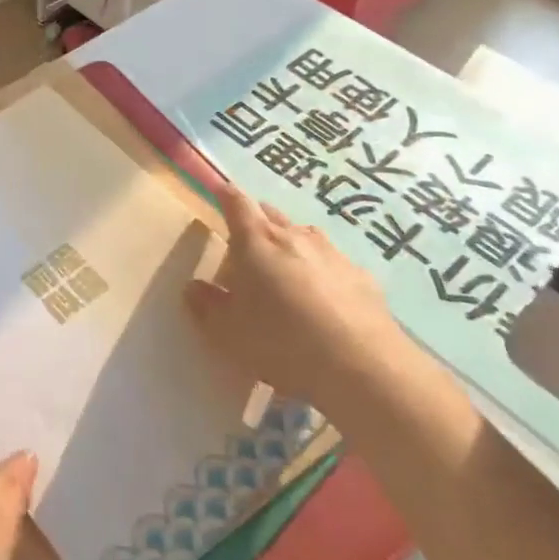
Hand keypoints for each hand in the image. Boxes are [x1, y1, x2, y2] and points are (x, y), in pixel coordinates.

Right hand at [185, 181, 405, 410]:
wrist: (364, 369)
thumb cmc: (282, 342)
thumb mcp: (229, 331)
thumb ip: (207, 305)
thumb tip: (194, 287)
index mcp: (256, 240)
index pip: (236, 202)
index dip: (225, 194)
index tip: (219, 190)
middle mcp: (294, 236)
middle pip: (271, 214)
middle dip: (257, 221)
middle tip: (247, 244)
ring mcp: (333, 254)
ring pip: (305, 236)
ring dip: (291, 245)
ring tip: (285, 271)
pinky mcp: (364, 279)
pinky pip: (334, 264)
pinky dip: (323, 272)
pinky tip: (325, 300)